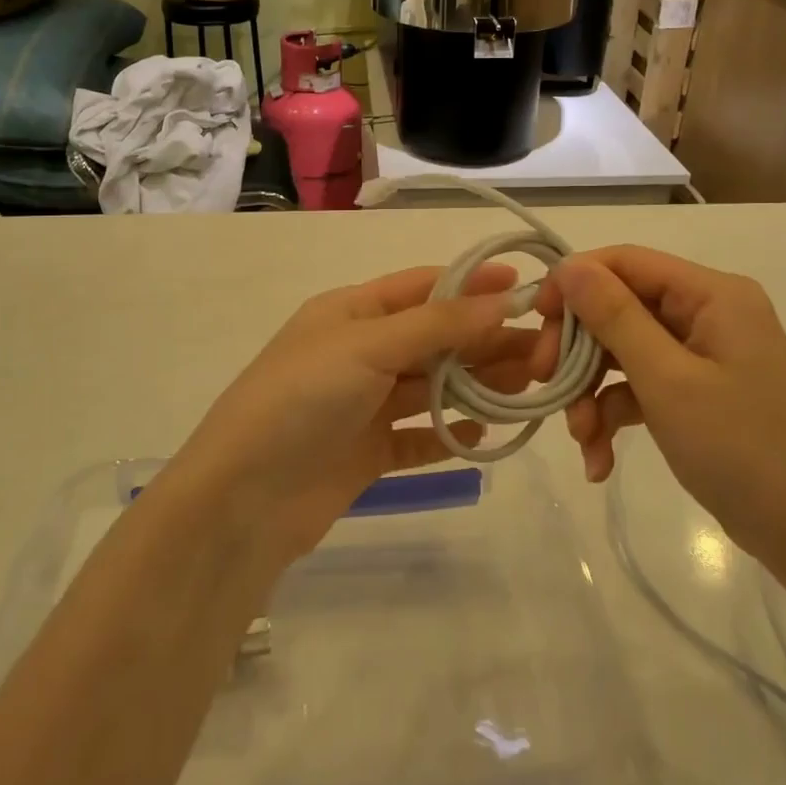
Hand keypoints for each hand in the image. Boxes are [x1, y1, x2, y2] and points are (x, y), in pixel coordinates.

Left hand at [166, 264, 534, 568]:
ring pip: (432, 387)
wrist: (242, 499)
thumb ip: (436, 324)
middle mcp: (360, 352)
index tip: (526, 290)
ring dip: (476, 386)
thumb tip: (502, 299)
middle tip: (542, 352)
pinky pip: (419, 436)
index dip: (472, 285)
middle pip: (435, 338)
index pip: (422, 287)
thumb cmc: (302, 399)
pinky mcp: (367, 452)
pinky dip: (450, 433)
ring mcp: (363, 404)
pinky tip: (483, 435)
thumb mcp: (367, 346)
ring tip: (528, 388)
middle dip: (485, 341)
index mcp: (351, 312)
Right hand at [534, 246, 785, 564]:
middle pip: (618, 308)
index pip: (626, 262)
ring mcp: (701, 353)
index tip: (535, 319)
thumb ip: (614, 317)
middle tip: (544, 381)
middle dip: (578, 349)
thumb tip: (569, 265)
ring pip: (622, 351)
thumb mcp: (668, 379)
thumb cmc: (743, 448)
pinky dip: (614, 414)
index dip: (575, 282)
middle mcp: (706, 312)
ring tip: (581, 439)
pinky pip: (639, 386)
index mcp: (712, 294)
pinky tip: (599, 460)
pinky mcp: (695, 391)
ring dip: (591, 392)